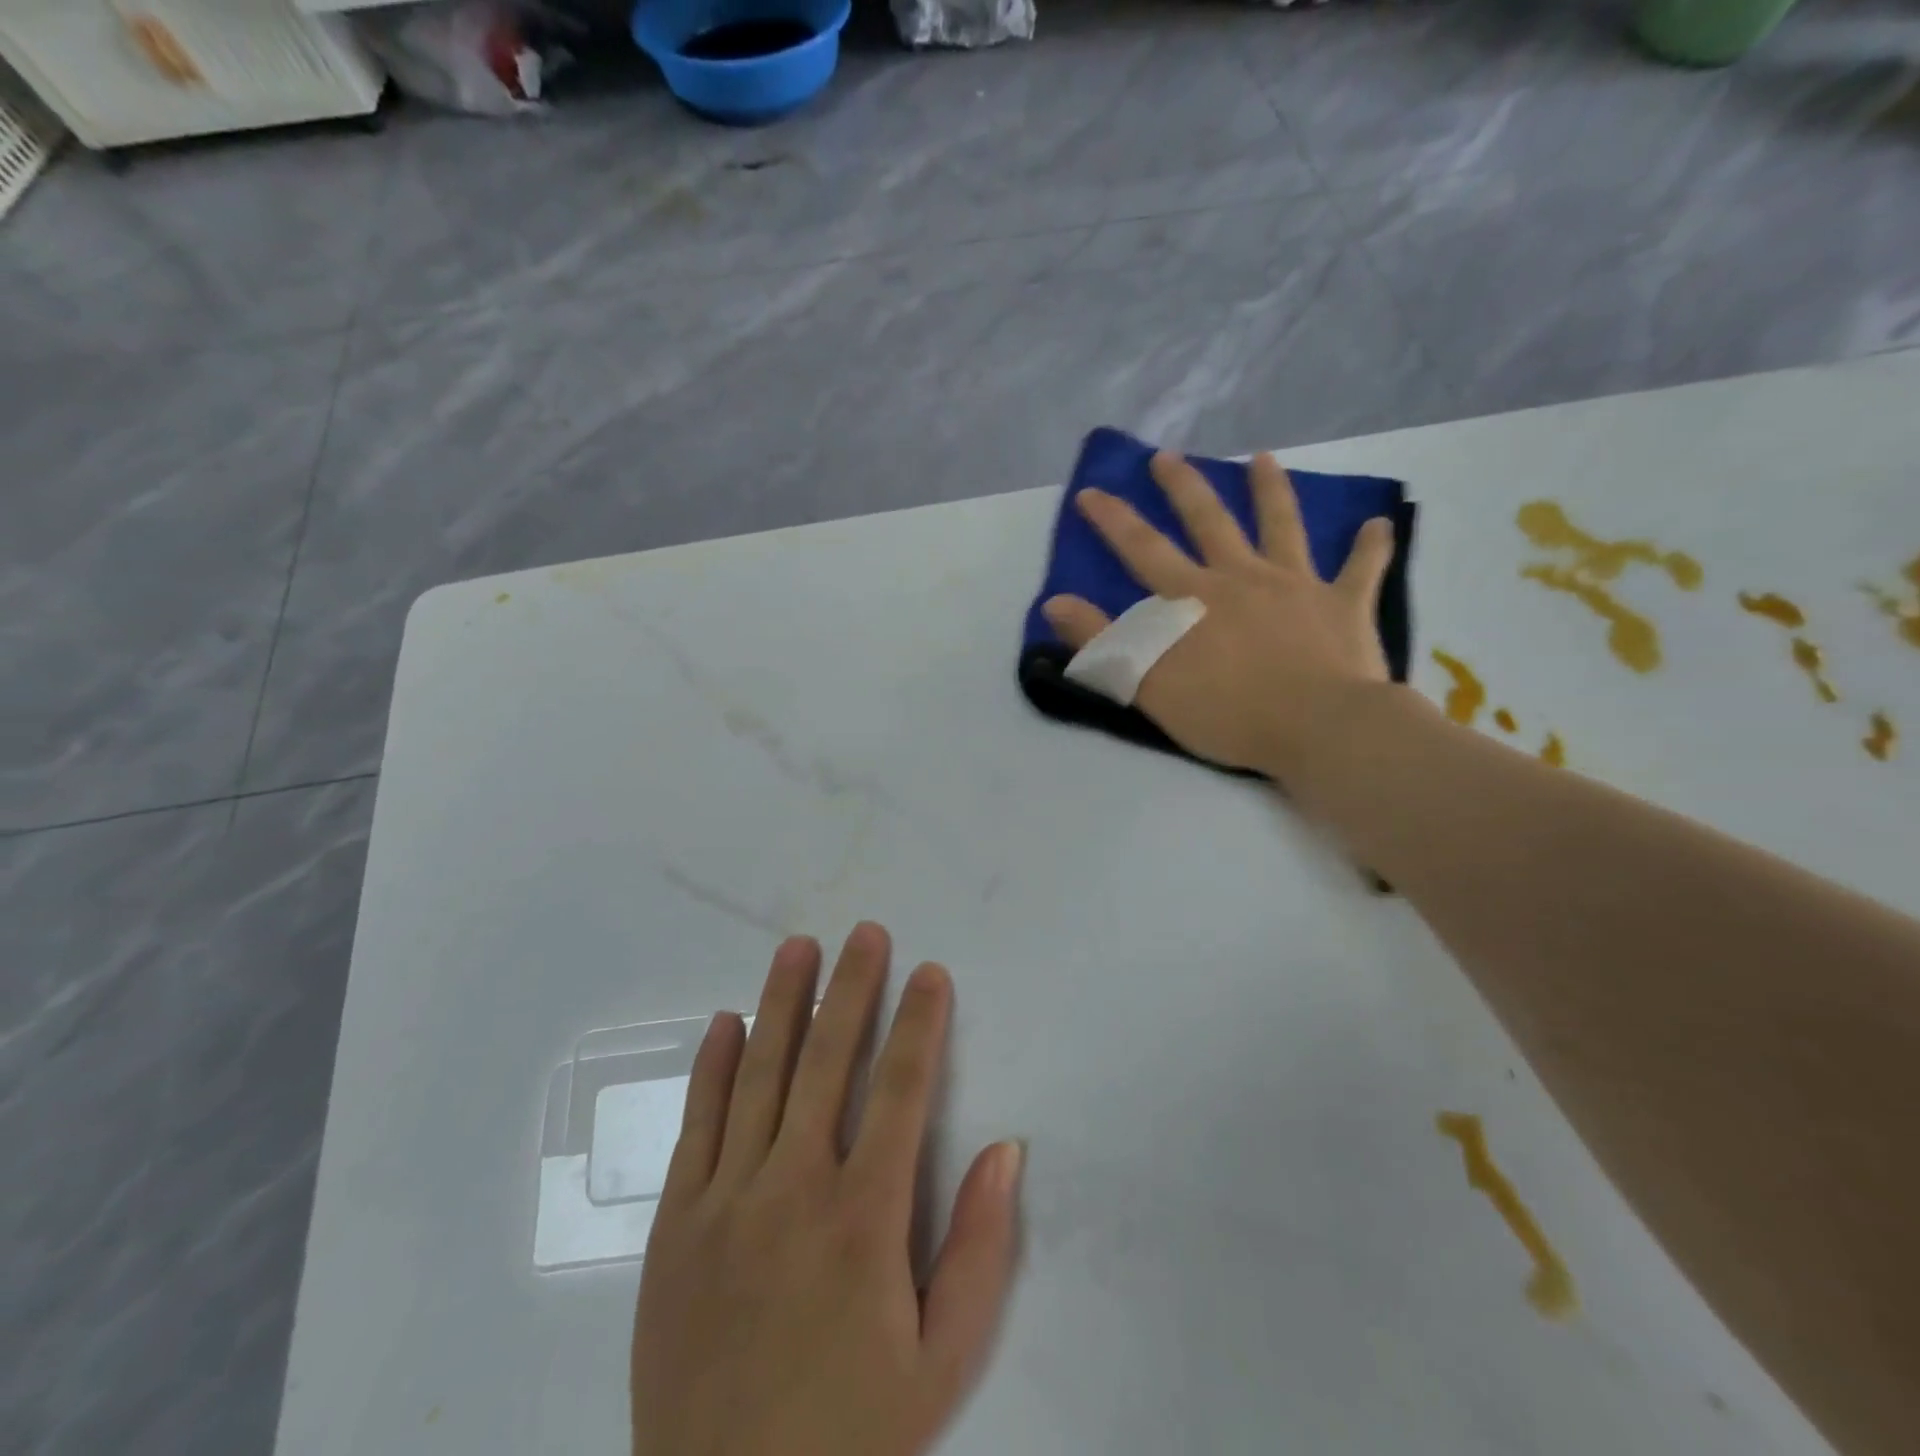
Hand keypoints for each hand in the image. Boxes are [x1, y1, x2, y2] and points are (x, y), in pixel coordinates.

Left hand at [631, 923, 1024, 1455]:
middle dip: (853, 988)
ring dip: (782, 1003)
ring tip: (798, 947)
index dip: (920, 1023)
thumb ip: (979, 1250)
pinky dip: (713, 1066)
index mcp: (864, 1217)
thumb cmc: (849, 1432)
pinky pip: (696, 1125)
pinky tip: (726, 1021)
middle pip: (829, 1061)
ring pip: (760, 1075)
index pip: (903, 1090)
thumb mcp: (942, 1361)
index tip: (930, 972)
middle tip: (866, 932)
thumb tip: (1006, 1150)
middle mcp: (794, 1187)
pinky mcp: (674, 1224)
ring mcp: (726, 1200)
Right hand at [1043, 450, 1396, 781]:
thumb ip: (1102, 642)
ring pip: (1282, 526)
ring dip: (1270, 491)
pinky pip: (1361, 569)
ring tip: (1262, 459)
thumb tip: (1055, 602)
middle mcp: (1241, 577)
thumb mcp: (1148, 684)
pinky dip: (1370, 547)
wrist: (1320, 728)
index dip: (1113, 520)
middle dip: (1184, 486)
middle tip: (1168, 456)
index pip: (1143, 550)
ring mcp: (1297, 585)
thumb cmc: (1229, 712)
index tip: (1092, 491)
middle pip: (1209, 521)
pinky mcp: (1344, 605)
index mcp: (1193, 598)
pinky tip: (1379, 525)